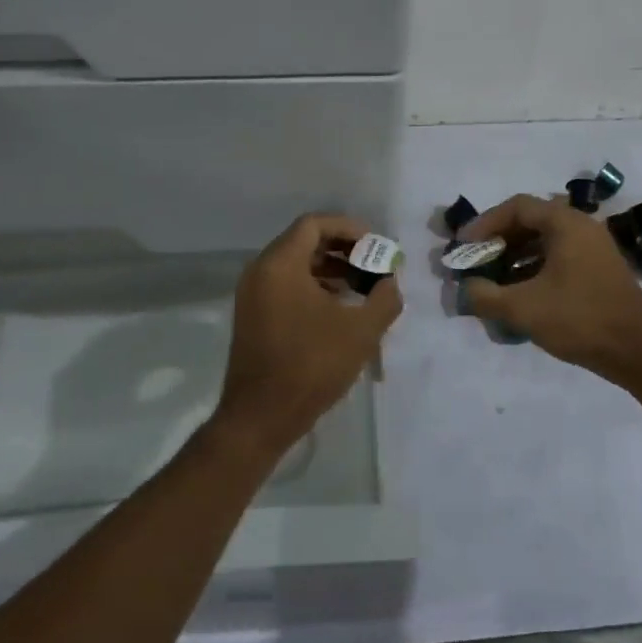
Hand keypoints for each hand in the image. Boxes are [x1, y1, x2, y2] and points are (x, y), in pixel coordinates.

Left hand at [213, 213, 402, 460]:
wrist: (260, 418)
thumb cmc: (311, 366)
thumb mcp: (361, 331)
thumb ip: (384, 298)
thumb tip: (389, 282)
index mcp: (280, 264)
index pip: (315, 224)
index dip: (349, 228)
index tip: (376, 245)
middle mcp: (260, 271)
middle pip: (304, 242)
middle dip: (343, 249)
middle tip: (373, 264)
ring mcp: (253, 295)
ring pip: (296, 265)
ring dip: (330, 269)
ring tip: (362, 287)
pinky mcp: (253, 316)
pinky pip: (286, 285)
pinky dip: (314, 286)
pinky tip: (339, 308)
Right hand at [460, 194, 641, 385]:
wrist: (639, 352)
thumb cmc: (580, 319)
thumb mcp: (523, 308)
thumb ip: (486, 295)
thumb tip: (465, 288)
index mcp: (566, 223)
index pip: (517, 207)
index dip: (485, 223)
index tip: (464, 246)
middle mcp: (582, 227)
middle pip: (530, 221)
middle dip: (498, 240)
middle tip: (476, 260)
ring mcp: (593, 248)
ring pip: (544, 241)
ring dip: (515, 256)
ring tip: (492, 278)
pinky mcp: (598, 270)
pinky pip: (558, 257)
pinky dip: (534, 268)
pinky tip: (520, 292)